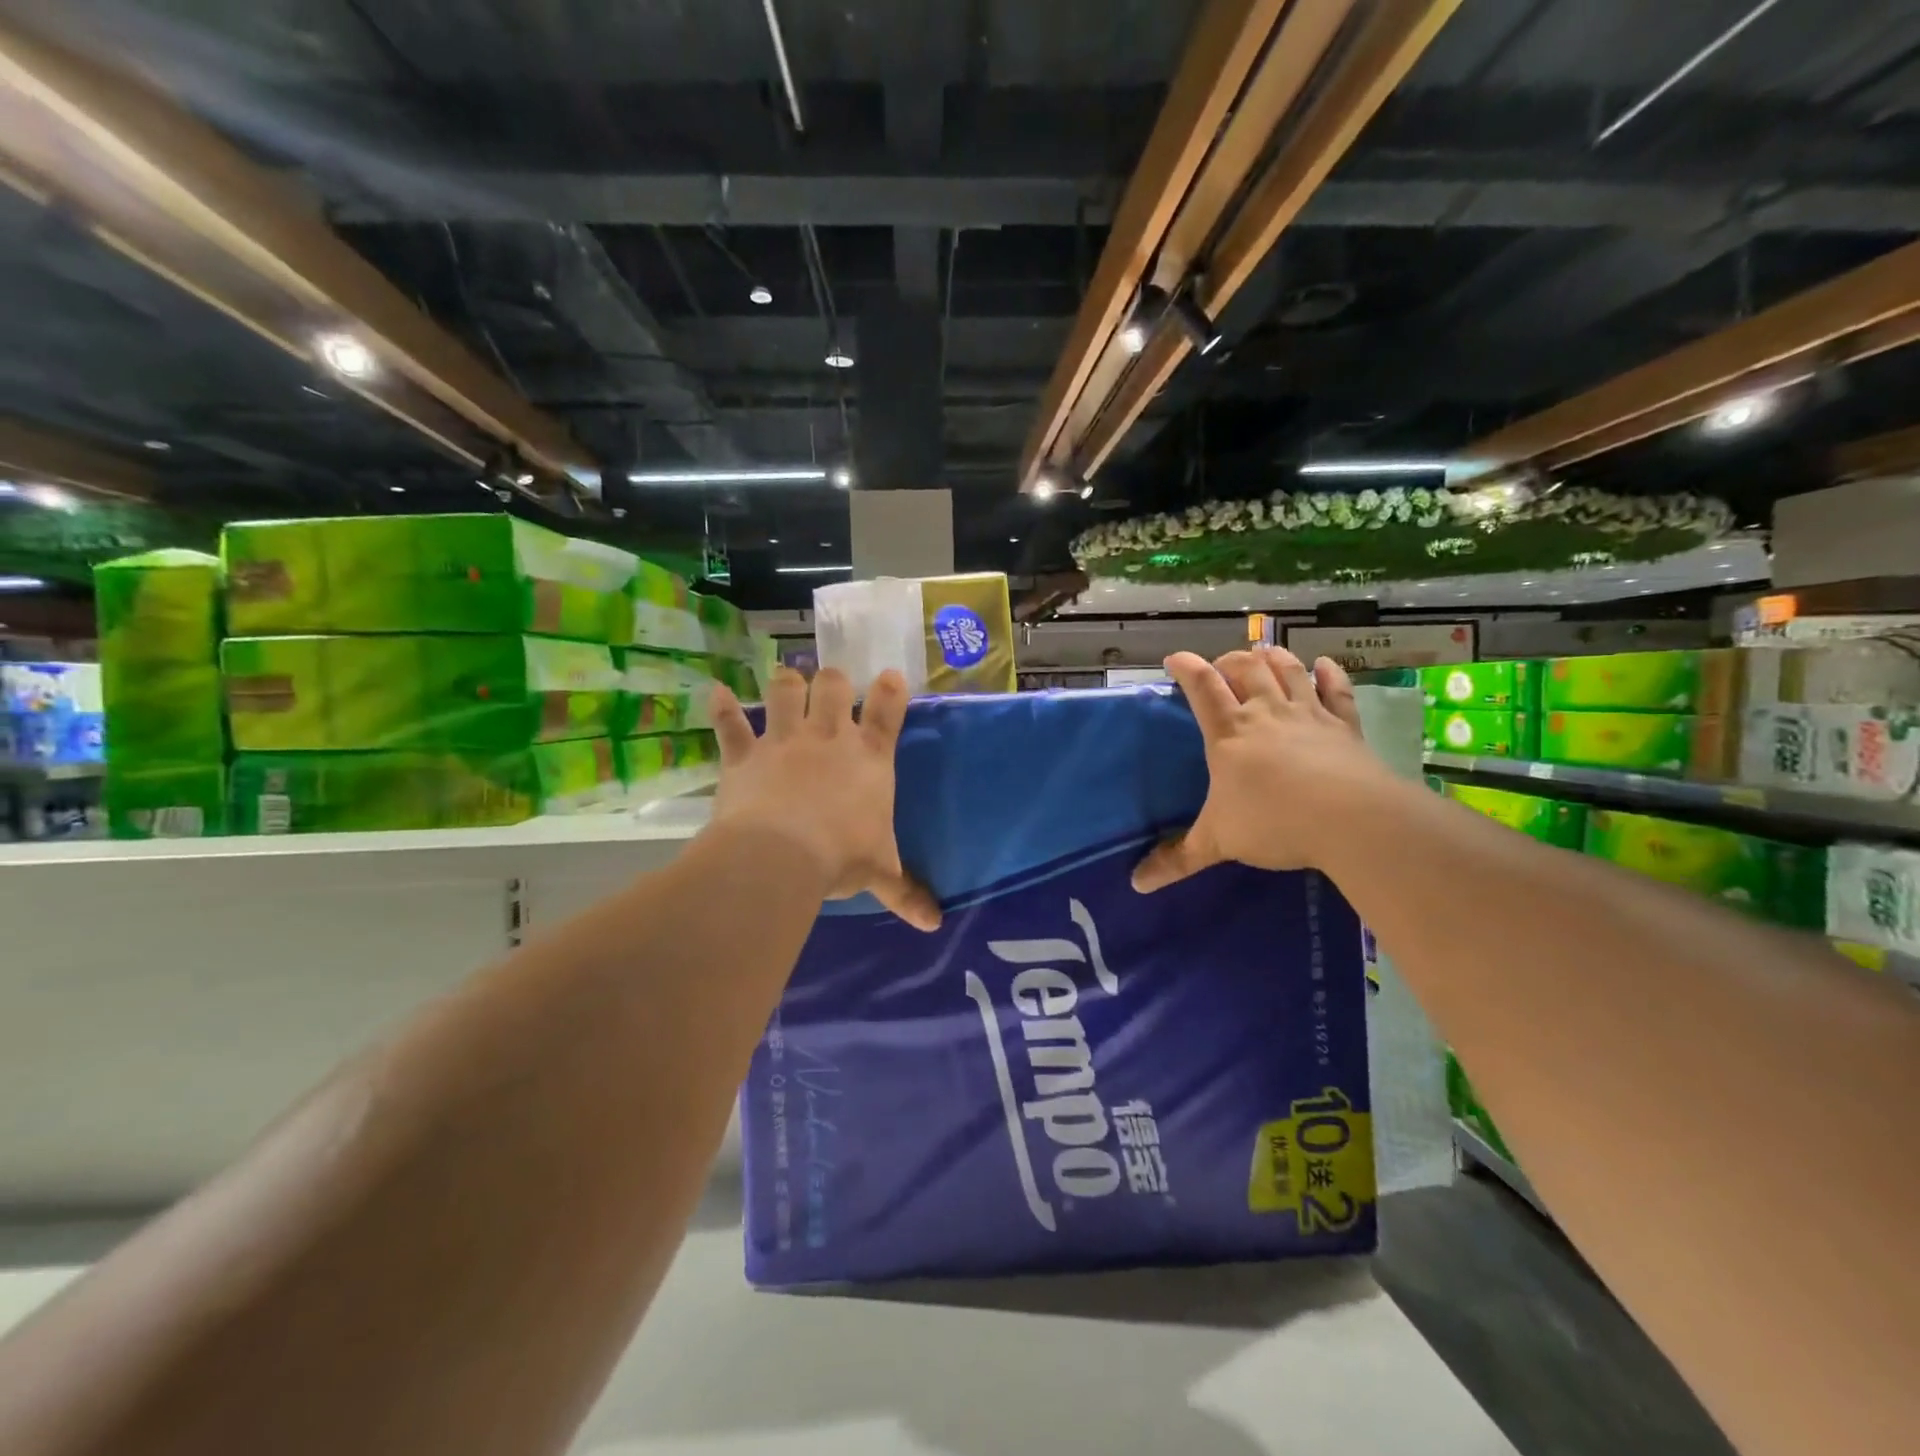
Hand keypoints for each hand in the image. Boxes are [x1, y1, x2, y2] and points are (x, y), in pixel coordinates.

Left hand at [710, 667, 940, 930]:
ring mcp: (784, 741)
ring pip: (785, 691)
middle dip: (832, 681)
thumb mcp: (880, 873)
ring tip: (787, 682)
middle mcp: (828, 738)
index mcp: (869, 758)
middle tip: (830, 688)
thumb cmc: (842, 857)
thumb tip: (934, 924)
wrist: (781, 857)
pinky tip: (715, 692)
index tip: (888, 677)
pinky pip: (730, 725)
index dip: (889, 690)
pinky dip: (722, 708)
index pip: (887, 712)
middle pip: (833, 686)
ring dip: (786, 683)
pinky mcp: (745, 755)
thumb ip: (906, 892)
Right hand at [1133, 647, 1390, 889]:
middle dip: (1229, 661)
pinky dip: (1330, 674)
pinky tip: (1324, 665)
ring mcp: (1309, 715)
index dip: (1187, 667)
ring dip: (1273, 658)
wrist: (1350, 820)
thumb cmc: (1274, 823)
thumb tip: (1136, 884)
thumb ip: (1177, 859)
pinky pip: (1337, 691)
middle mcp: (1266, 713)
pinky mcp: (1344, 726)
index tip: (1175, 658)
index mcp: (1230, 733)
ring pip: (1288, 671)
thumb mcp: (1217, 842)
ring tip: (1263, 654)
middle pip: (1246, 669)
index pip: (1202, 687)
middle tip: (1221, 666)